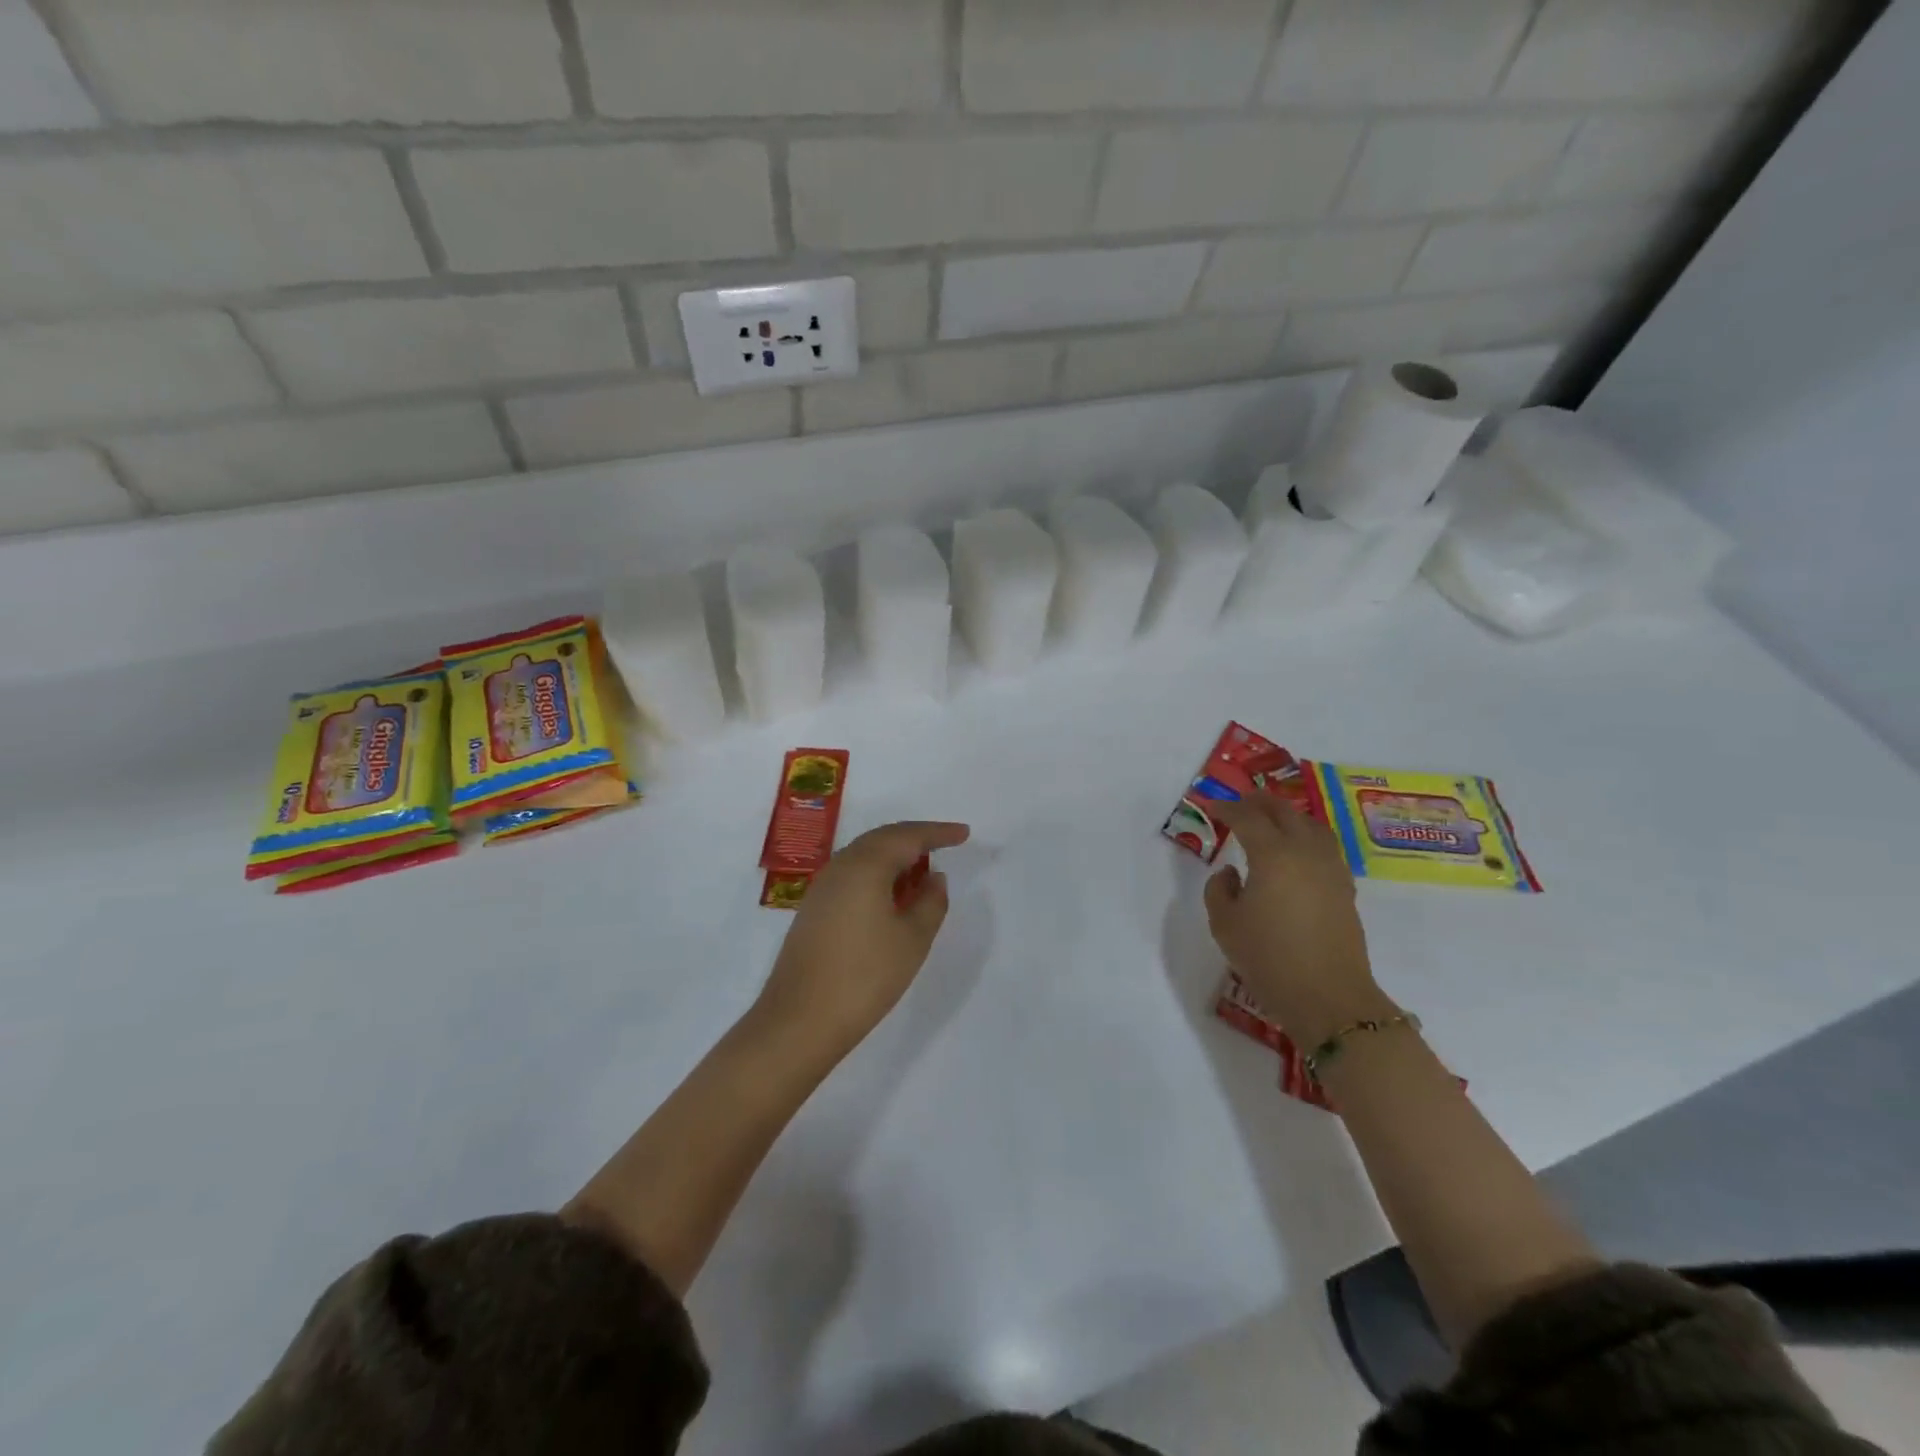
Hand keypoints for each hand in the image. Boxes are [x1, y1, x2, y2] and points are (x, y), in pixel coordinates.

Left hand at [755, 819, 970, 1060]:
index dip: (939, 832)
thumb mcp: (912, 939)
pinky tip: (892, 895)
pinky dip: (877, 874)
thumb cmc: (865, 976)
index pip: (908, 836)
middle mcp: (840, 866)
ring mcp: (822, 887)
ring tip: (922, 870)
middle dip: (915, 838)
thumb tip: (935, 878)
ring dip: (895, 856)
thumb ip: (931, 902)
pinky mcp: (814, 908)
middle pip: (883, 838)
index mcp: (866, 865)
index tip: (964, 833)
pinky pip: (852, 874)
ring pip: (865, 855)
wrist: (800, 1019)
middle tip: (945, 844)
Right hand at [1204, 794, 1390, 1045]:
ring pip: (1311, 825)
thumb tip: (1231, 873)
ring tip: (1272, 819)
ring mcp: (1331, 869)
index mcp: (1273, 855)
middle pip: (1284, 813)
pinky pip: (1325, 846)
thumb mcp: (1225, 925)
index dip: (1228, 808)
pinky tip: (1297, 850)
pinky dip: (1307, 836)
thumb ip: (1219, 890)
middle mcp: (1305, 852)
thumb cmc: (1268, 959)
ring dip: (1289, 815)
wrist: (1328, 997)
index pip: (1247, 818)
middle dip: (1260, 803)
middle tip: (1241, 802)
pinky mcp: (1345, 888)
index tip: (1212, 805)